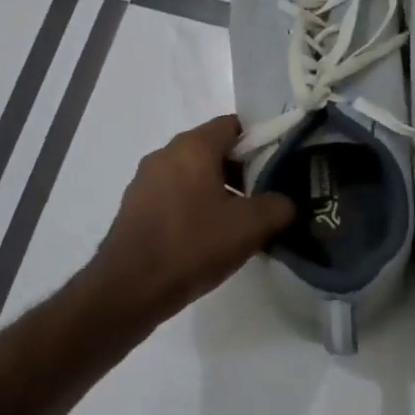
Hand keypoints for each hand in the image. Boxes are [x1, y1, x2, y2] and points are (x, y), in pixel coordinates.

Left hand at [94, 115, 295, 321]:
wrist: (128, 289)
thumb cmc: (192, 245)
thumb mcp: (249, 227)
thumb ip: (278, 206)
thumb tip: (287, 202)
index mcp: (193, 145)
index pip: (234, 125)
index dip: (261, 141)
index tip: (279, 166)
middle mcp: (166, 153)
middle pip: (213, 149)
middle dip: (242, 170)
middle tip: (265, 197)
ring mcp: (146, 180)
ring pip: (193, 174)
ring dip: (218, 191)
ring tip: (240, 222)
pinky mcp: (135, 207)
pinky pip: (174, 195)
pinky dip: (194, 207)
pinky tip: (207, 238)